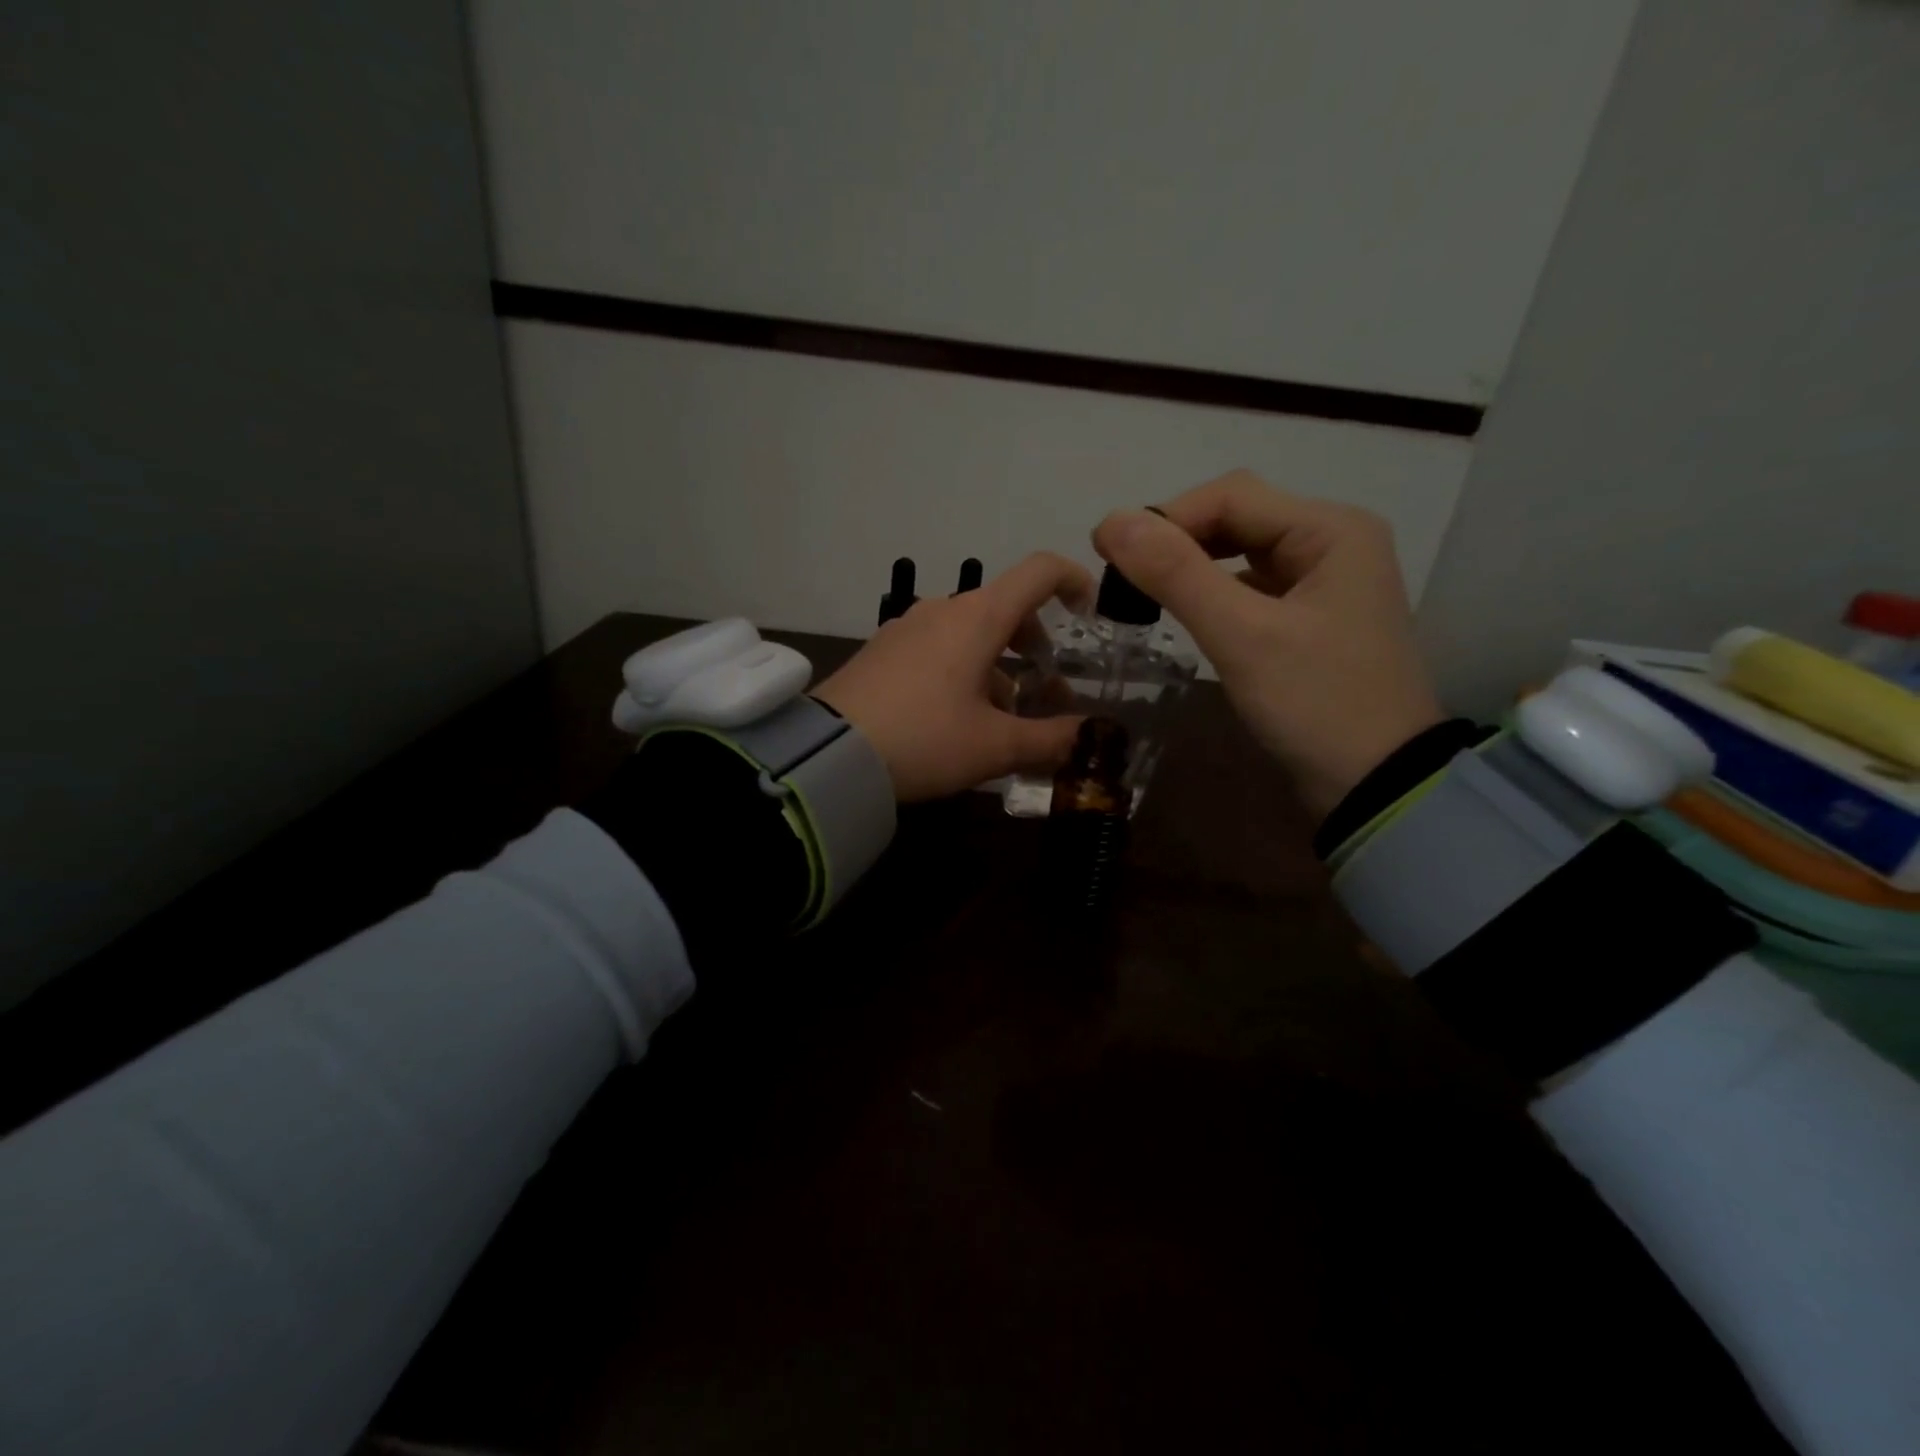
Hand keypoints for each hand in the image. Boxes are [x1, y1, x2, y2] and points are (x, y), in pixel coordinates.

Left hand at [815, 553, 1094, 801]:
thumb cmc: (925, 739)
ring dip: (999, 666)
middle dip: (1036, 646)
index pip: (1039, 572)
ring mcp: (907, 628)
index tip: (1090, 615)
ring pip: (970, 633)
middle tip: (1047, 692)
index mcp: (978, 617)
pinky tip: (957, 719)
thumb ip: (1051, 740)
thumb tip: (1092, 736)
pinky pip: (938, 648)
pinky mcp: (883, 651)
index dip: (1074, 581)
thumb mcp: (996, 747)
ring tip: (1004, 717)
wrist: (830, 754)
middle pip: (1006, 608)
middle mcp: (943, 610)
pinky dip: (963, 670)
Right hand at [1092, 471, 1443, 821]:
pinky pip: (1251, 588)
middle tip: (1122, 576)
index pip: (1232, 496)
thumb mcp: (1243, 636)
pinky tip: (1185, 613)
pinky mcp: (1310, 619)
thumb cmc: (1316, 703)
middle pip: (1237, 518)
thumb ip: (1177, 574)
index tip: (1107, 552)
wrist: (1377, 786)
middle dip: (1177, 540)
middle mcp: (1333, 542)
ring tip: (1143, 593)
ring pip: (1241, 553)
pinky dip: (1212, 593)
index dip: (1165, 517)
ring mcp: (1324, 582)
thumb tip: (1111, 520)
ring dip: (1190, 566)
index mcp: (1331, 529)